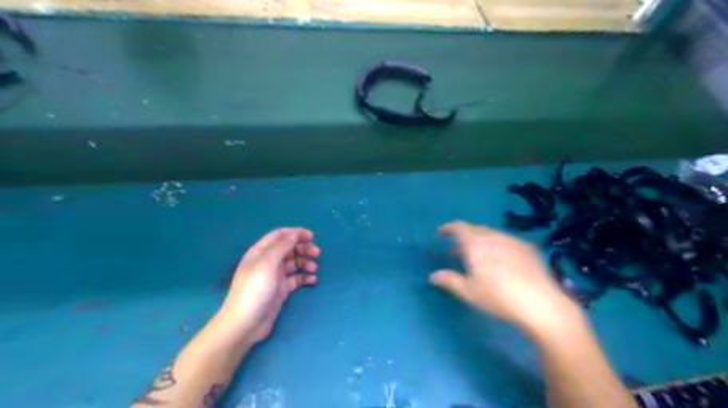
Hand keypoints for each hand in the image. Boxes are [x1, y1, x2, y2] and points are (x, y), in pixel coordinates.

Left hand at [216, 229, 319, 341]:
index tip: (311, 236)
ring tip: (313, 268)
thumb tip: (294, 233)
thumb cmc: (254, 290)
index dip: (295, 233)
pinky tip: (312, 280)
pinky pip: (296, 279)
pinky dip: (304, 277)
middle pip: (289, 248)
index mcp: (260, 252)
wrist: (245, 324)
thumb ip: (281, 247)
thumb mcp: (267, 264)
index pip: (279, 235)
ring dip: (305, 263)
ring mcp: (274, 276)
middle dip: (303, 248)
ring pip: (294, 263)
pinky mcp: (281, 290)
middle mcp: (268, 262)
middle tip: (317, 253)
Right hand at [431, 222, 580, 335]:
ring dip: (480, 242)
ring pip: (491, 235)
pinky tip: (501, 262)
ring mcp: (513, 240)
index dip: (448, 228)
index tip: (440, 234)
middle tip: (456, 252)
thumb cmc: (498, 297)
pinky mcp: (528, 248)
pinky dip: (497, 246)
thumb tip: (433, 276)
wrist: (541, 304)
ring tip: (478, 258)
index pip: (459, 227)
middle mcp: (494, 236)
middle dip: (463, 238)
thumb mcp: (469, 291)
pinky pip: (506, 241)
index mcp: (476, 243)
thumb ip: (449, 280)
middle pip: (475, 230)